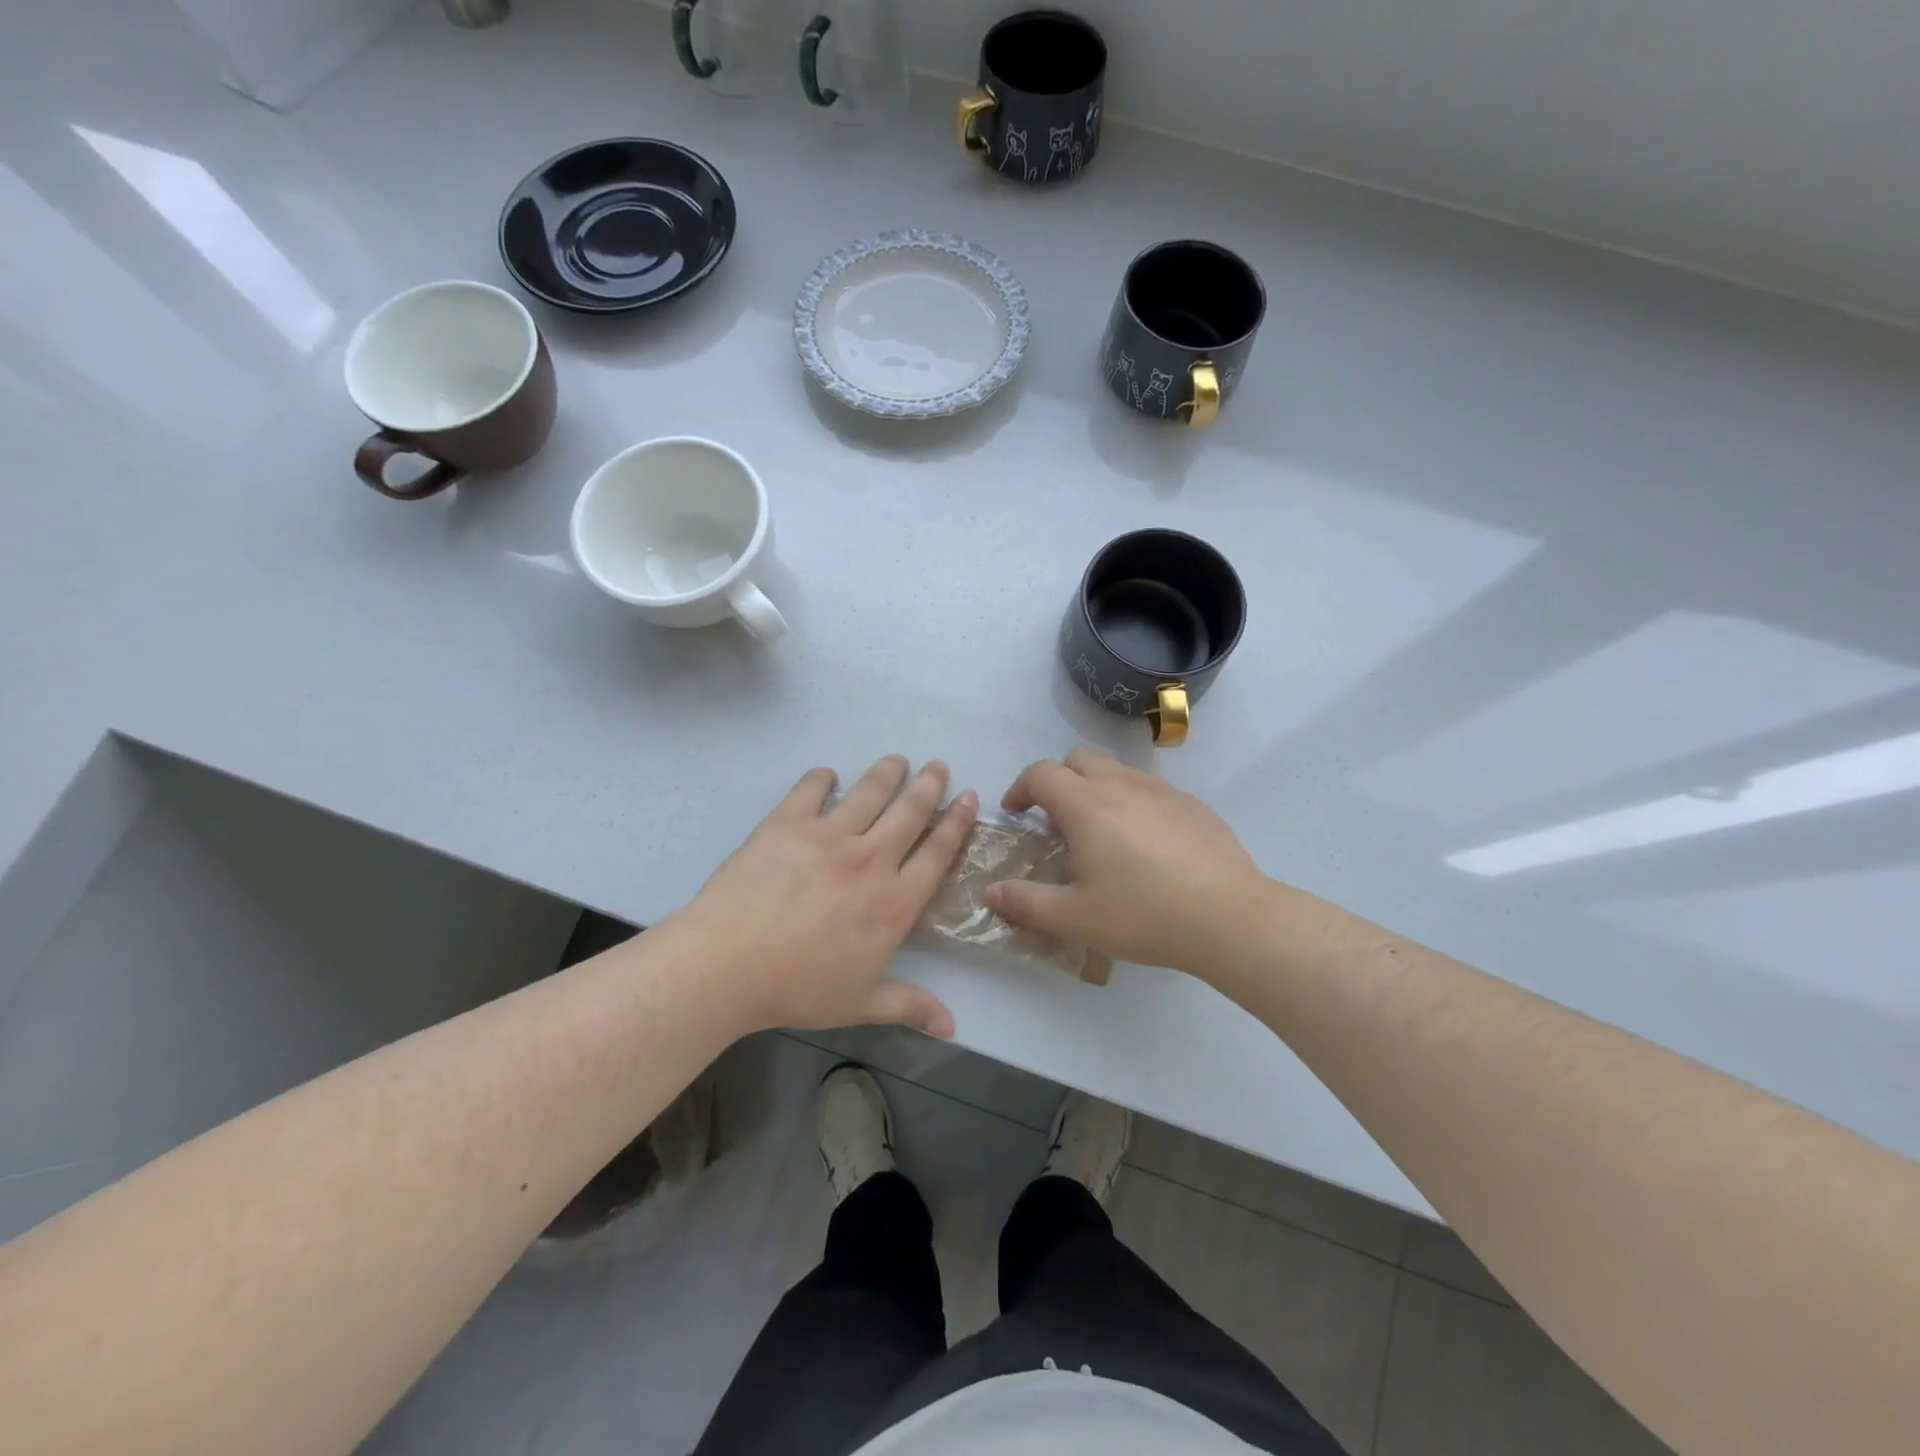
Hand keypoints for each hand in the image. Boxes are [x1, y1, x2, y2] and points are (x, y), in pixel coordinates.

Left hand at [671, 756, 977, 1037]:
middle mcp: (871, 859)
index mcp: (894, 902)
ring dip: (888, 773)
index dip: (957, 822)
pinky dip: (822, 778)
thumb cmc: (799, 988)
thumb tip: (952, 1026)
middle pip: (910, 812)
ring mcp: (829, 836)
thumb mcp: (860, 1003)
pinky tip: (827, 775)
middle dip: (929, 786)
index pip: (937, 852)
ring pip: (870, 792)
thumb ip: (909, 1006)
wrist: (728, 964)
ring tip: (897, 761)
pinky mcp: (788, 822)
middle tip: (938, 766)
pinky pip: (812, 789)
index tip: (969, 797)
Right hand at [986, 747, 1271, 979]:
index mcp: (1086, 804)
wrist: (1231, 918)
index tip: (1016, 813)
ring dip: (1097, 789)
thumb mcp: (1076, 917)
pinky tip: (1147, 847)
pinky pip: (1151, 790)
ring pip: (1117, 771)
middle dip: (1058, 780)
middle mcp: (1122, 785)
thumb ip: (1027, 903)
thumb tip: (991, 893)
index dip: (1020, 788)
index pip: (1041, 773)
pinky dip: (1133, 803)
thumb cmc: (1144, 914)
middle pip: (1078, 758)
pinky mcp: (1194, 805)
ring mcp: (1162, 791)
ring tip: (1102, 835)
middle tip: (1057, 821)